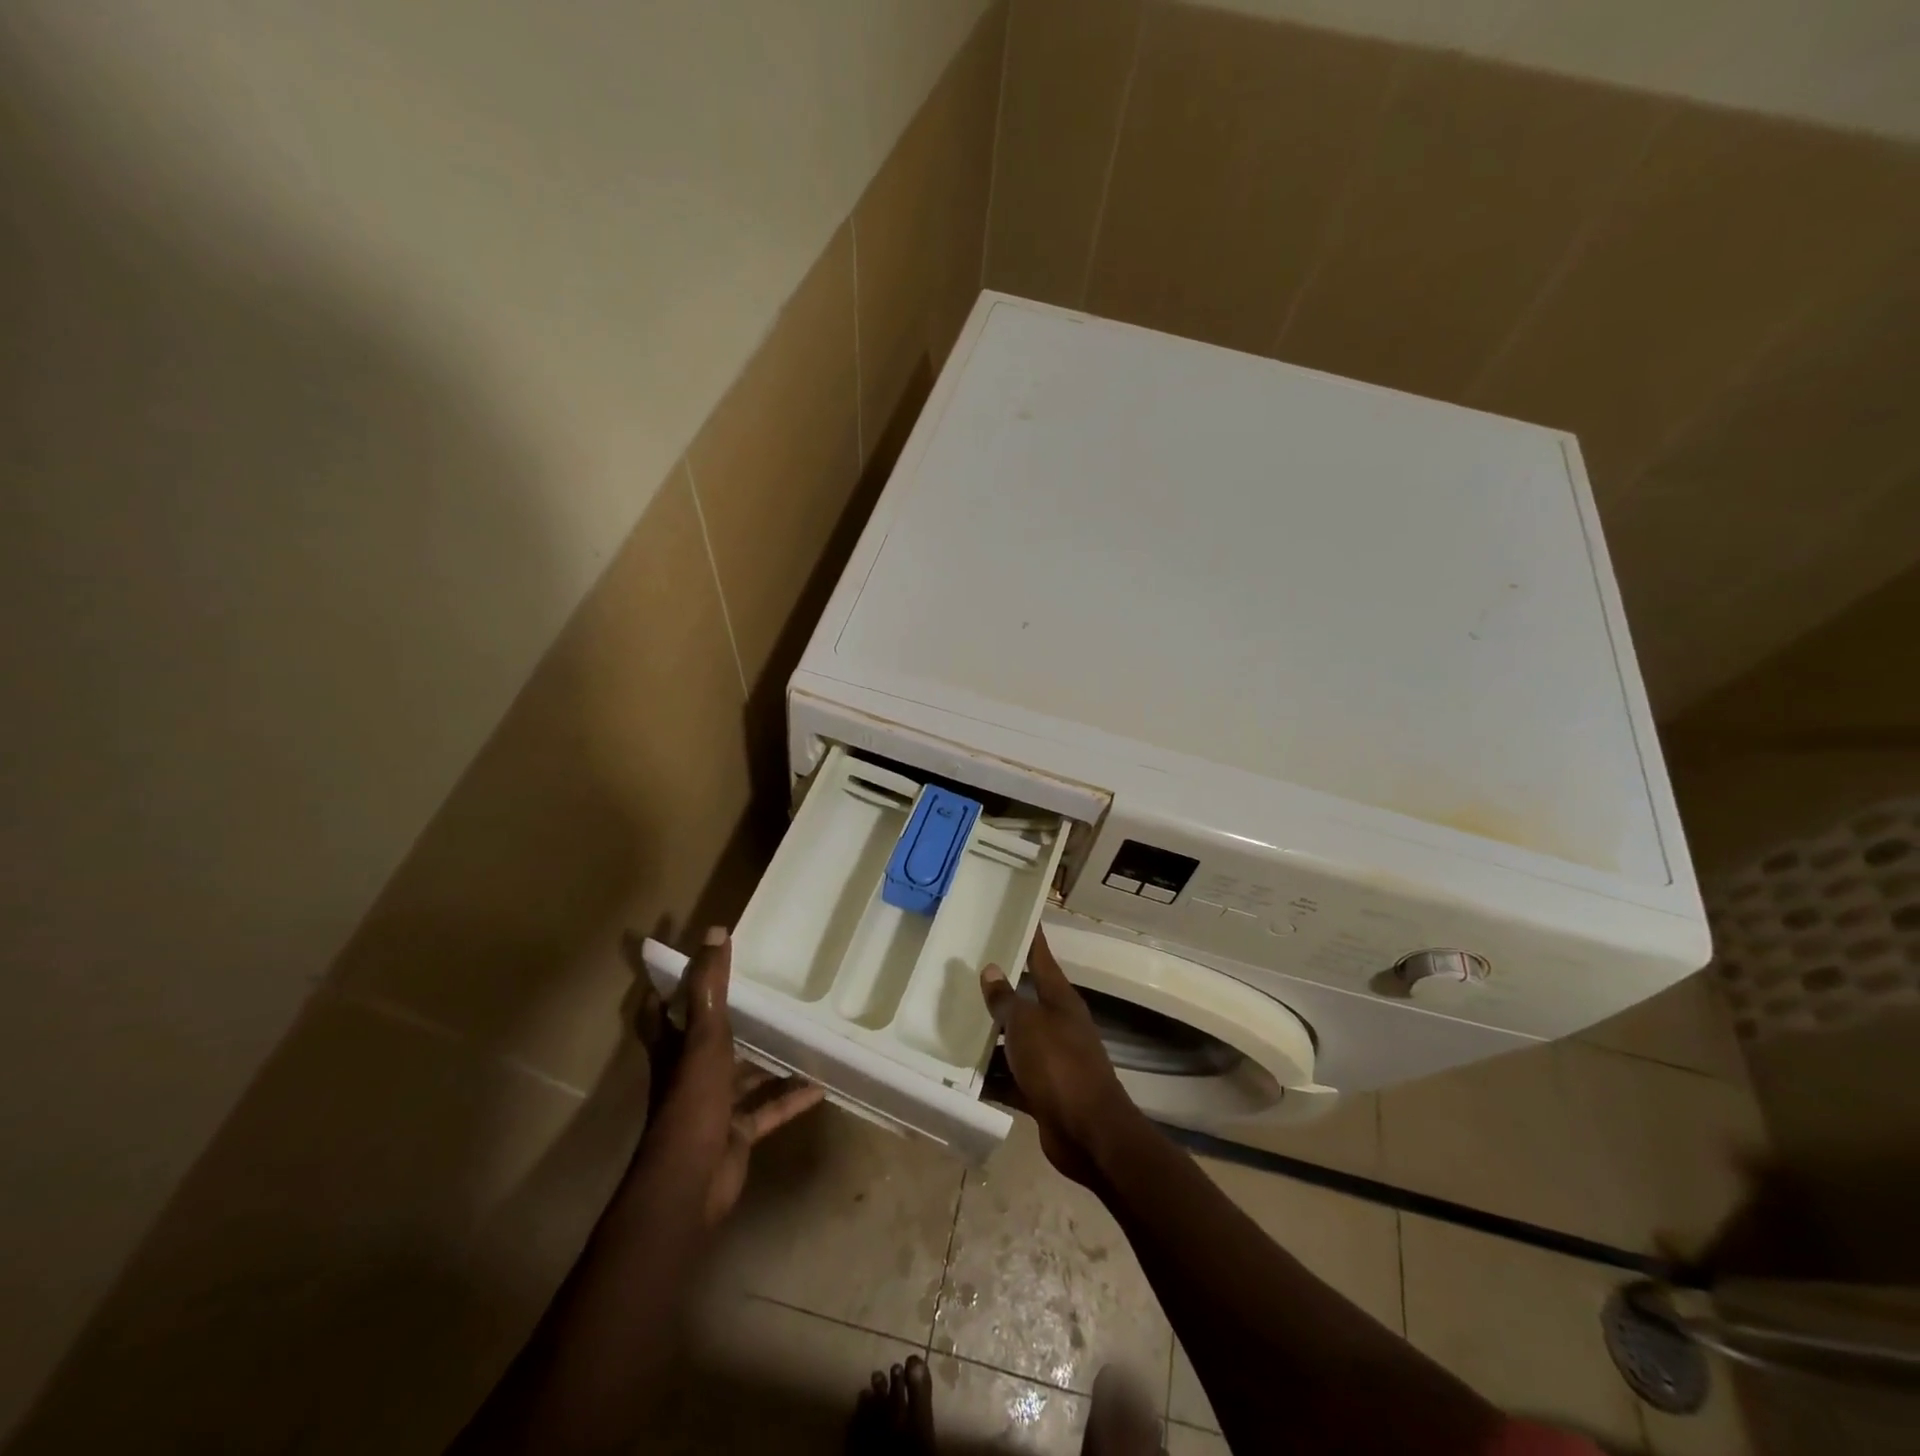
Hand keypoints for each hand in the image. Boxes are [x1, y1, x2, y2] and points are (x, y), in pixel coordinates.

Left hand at [633, 927, 823, 1224]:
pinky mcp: (736, 1132)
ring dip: (766, 1060)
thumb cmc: (692, 1101)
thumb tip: (716, 932)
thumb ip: (711, 987)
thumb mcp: (704, 1037)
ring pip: (742, 1076)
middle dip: (729, 1020)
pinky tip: (819, 1085)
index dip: (667, 988)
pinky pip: (768, 1110)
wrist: (690, 1182)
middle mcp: (689, 1074)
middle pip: (705, 1041)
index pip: (660, 1013)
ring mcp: (713, 1106)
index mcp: (674, 1049)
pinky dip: (790, 1098)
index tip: (687, 962)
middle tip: (762, 992)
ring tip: (799, 1034)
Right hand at [980, 929, 1133, 1184]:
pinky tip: (961, 1075)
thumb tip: (991, 969)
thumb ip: (1006, 999)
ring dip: (990, 1038)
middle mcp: (1058, 1026)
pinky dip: (991, 1078)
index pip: (1043, 959)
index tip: (1022, 916)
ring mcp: (1051, 1061)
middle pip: (1025, 1001)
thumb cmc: (1059, 1065)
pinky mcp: (1042, 1093)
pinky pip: (1010, 1079)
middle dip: (998, 991)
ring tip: (951, 1023)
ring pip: (1014, 1042)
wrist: (1089, 1133)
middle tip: (964, 973)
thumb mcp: (1026, 1025)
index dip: (1032, 938)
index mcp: (1060, 1001)